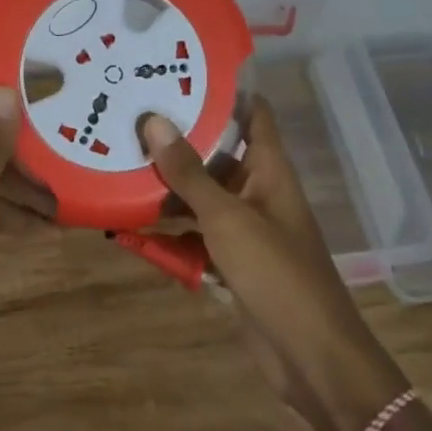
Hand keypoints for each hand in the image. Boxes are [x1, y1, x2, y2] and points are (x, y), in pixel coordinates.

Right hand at [142, 99, 406, 430]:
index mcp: (269, 170)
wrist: (311, 358)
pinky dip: (169, 231)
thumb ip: (189, 173)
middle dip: (179, 138)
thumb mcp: (227, 217)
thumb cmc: (277, 274)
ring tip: (120, 161)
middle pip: (217, 154)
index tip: (181, 71)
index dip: (225, 90)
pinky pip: (195, 236)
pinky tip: (130, 223)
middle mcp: (258, 191)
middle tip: (131, 114)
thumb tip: (153, 120)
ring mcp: (244, 229)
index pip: (253, 114)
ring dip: (167, 187)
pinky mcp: (231, 262)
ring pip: (201, 196)